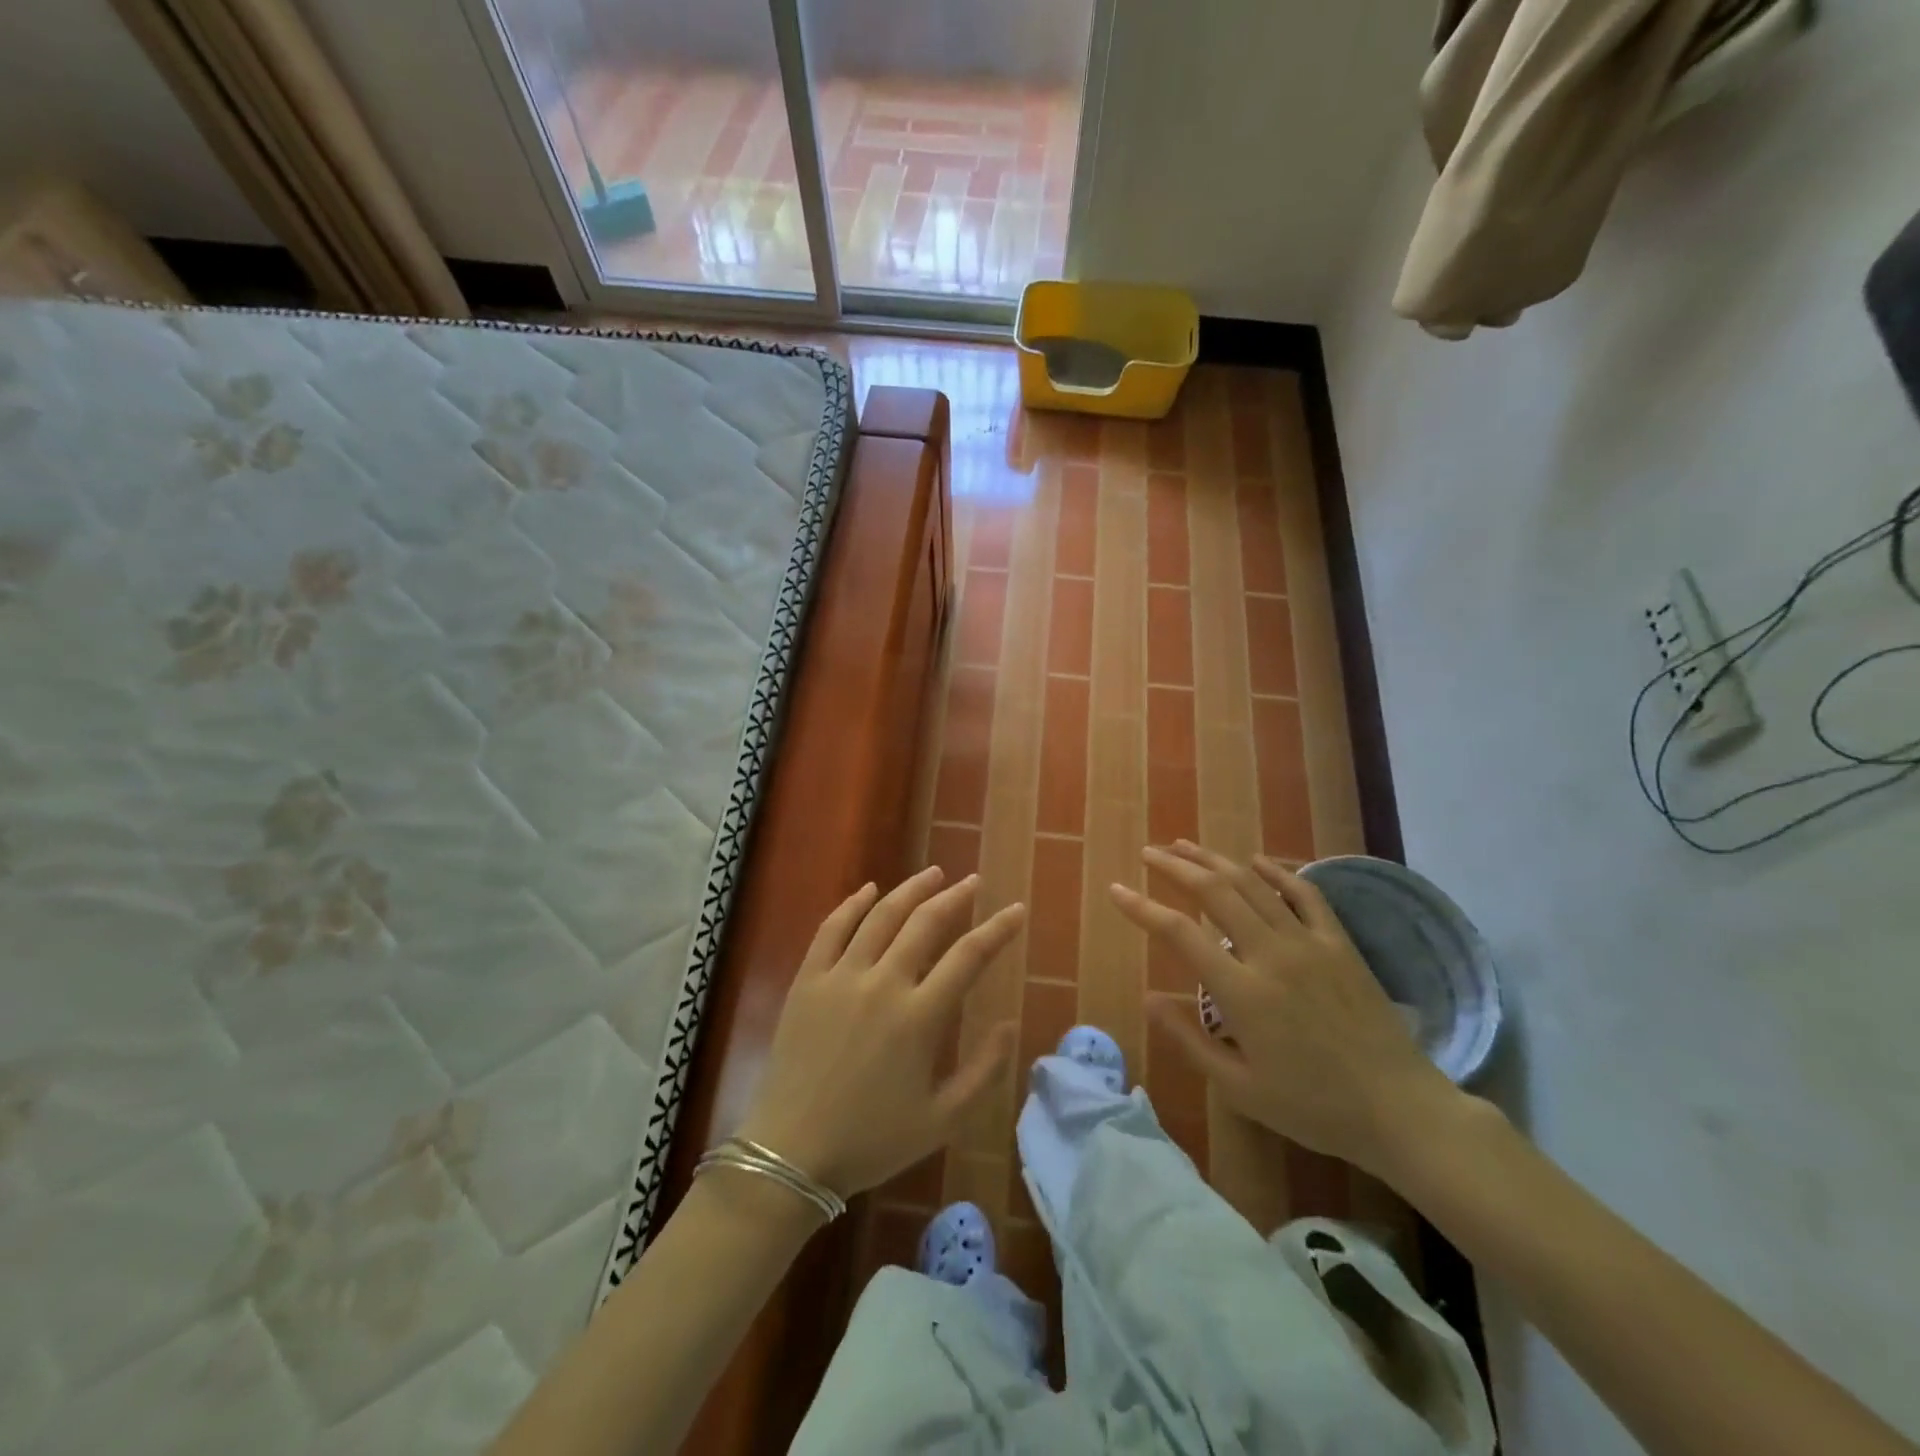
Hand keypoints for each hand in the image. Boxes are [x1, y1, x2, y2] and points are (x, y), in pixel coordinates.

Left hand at [735, 867, 1022, 1197]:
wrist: (791, 1153)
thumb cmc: (871, 1141)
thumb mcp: (942, 1120)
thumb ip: (983, 1071)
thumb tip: (1010, 1024)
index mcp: (920, 1017)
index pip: (969, 956)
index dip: (997, 930)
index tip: (1016, 910)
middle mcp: (883, 984)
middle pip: (926, 923)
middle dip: (955, 897)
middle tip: (973, 881)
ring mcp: (841, 977)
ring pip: (881, 916)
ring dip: (911, 890)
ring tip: (933, 874)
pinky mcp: (808, 980)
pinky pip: (832, 928)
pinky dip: (853, 904)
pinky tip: (869, 889)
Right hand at [1110, 843, 1459, 1178]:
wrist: (1399, 1109)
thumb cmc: (1313, 1106)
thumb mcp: (1240, 1088)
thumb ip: (1189, 1041)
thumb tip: (1148, 999)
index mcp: (1242, 992)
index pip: (1179, 933)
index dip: (1142, 908)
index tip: (1116, 891)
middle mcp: (1271, 954)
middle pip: (1214, 892)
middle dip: (1175, 867)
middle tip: (1148, 853)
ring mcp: (1309, 942)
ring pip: (1252, 884)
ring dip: (1214, 860)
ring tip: (1184, 845)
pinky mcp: (1339, 943)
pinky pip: (1305, 894)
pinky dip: (1276, 871)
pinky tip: (1255, 860)